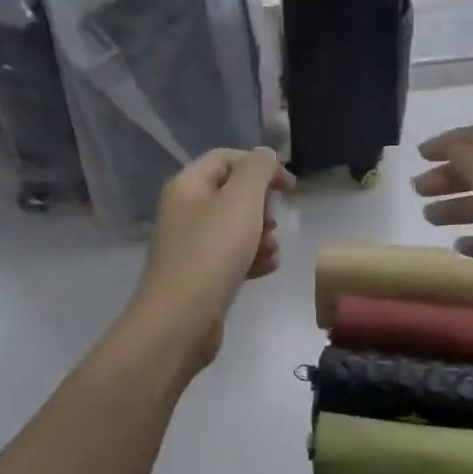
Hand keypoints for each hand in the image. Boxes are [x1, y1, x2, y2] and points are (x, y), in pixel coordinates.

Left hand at [132, 147, 292, 371]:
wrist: (182, 318)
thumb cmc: (213, 252)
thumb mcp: (241, 201)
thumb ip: (257, 170)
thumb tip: (264, 155)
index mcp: (188, 185)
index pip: (227, 158)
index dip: (261, 166)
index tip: (290, 188)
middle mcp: (185, 210)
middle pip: (233, 194)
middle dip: (262, 206)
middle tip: (272, 224)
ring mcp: (192, 244)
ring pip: (236, 227)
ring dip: (261, 235)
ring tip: (271, 252)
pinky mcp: (201, 274)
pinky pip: (233, 255)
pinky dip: (252, 258)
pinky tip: (265, 269)